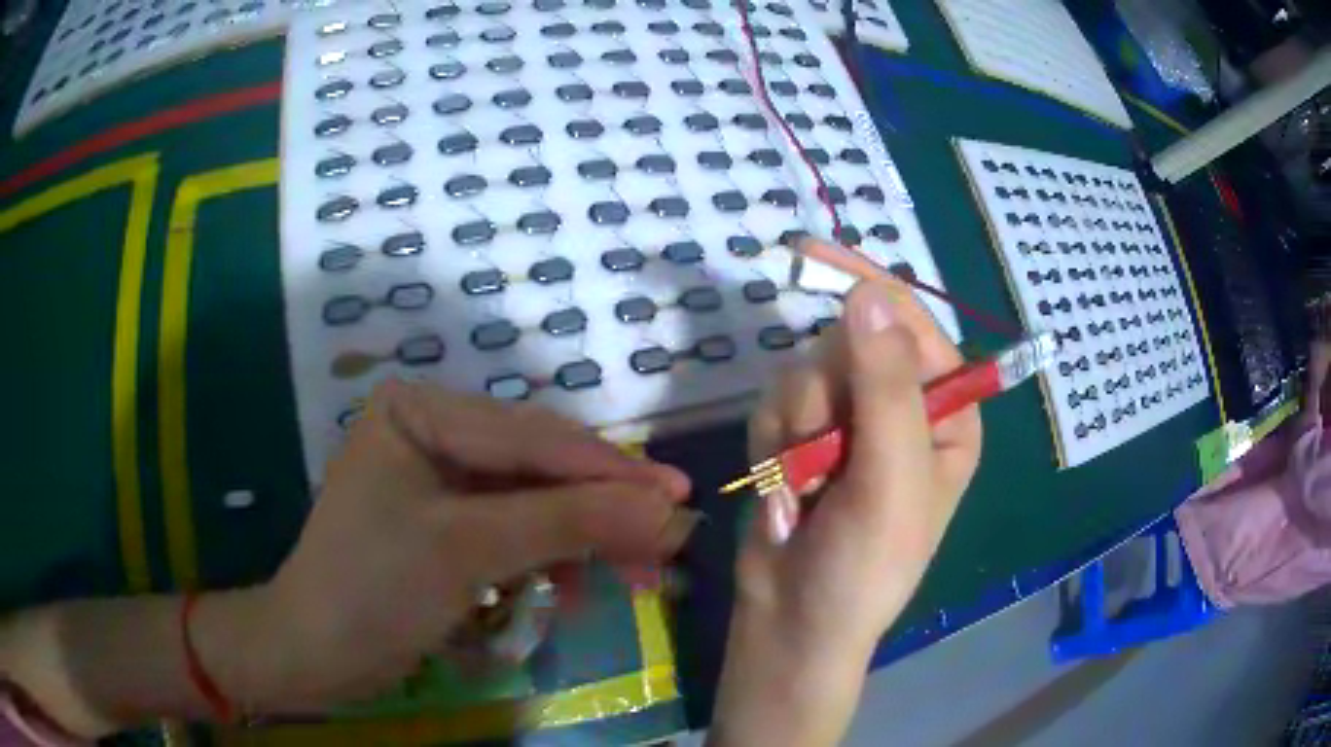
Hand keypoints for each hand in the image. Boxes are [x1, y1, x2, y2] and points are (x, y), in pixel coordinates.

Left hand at [199, 380, 692, 712]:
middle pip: (540, 466)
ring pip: (535, 499)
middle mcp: (433, 429)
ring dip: (580, 539)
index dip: (610, 471)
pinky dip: (548, 558)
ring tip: (625, 579)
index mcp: (422, 410)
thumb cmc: (373, 590)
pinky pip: (516, 527)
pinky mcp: (447, 520)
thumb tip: (666, 509)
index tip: (679, 496)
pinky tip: (565, 590)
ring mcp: (441, 476)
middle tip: (666, 543)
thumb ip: (569, 521)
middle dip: (601, 509)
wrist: (316, 654)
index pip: (533, 437)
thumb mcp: (470, 551)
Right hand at [710, 274, 981, 745]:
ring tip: (802, 489)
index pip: (912, 326)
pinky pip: (774, 402)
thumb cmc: (863, 567)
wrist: (791, 621)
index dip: (868, 290)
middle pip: (847, 344)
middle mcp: (901, 407)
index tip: (811, 254)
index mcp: (946, 413)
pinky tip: (783, 492)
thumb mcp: (890, 481)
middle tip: (821, 455)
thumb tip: (868, 293)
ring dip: (793, 429)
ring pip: (803, 372)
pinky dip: (770, 444)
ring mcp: (848, 421)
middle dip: (822, 396)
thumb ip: (885, 386)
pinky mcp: (802, 435)